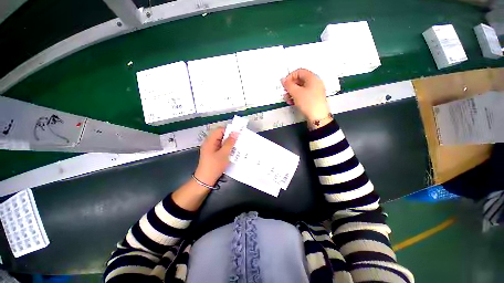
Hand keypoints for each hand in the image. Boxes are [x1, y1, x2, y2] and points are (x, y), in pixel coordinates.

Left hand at [194, 127, 237, 185]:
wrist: (205, 180)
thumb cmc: (214, 166)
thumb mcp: (224, 154)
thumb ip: (230, 142)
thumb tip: (235, 132)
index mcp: (210, 140)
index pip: (220, 130)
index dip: (229, 130)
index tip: (238, 134)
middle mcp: (210, 142)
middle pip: (221, 135)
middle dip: (230, 137)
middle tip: (240, 140)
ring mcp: (211, 148)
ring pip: (222, 142)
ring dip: (229, 143)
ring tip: (238, 146)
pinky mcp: (213, 153)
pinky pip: (221, 147)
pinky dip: (227, 148)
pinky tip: (233, 152)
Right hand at [281, 69, 330, 122]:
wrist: (318, 117)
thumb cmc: (308, 102)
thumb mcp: (296, 93)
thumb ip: (288, 85)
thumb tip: (283, 79)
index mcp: (312, 78)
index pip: (299, 72)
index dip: (290, 76)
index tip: (284, 84)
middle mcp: (315, 83)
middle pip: (300, 80)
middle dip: (290, 86)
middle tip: (285, 91)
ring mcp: (315, 91)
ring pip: (301, 88)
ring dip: (292, 93)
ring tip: (287, 99)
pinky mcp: (313, 98)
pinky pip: (303, 94)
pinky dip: (297, 97)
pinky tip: (292, 102)